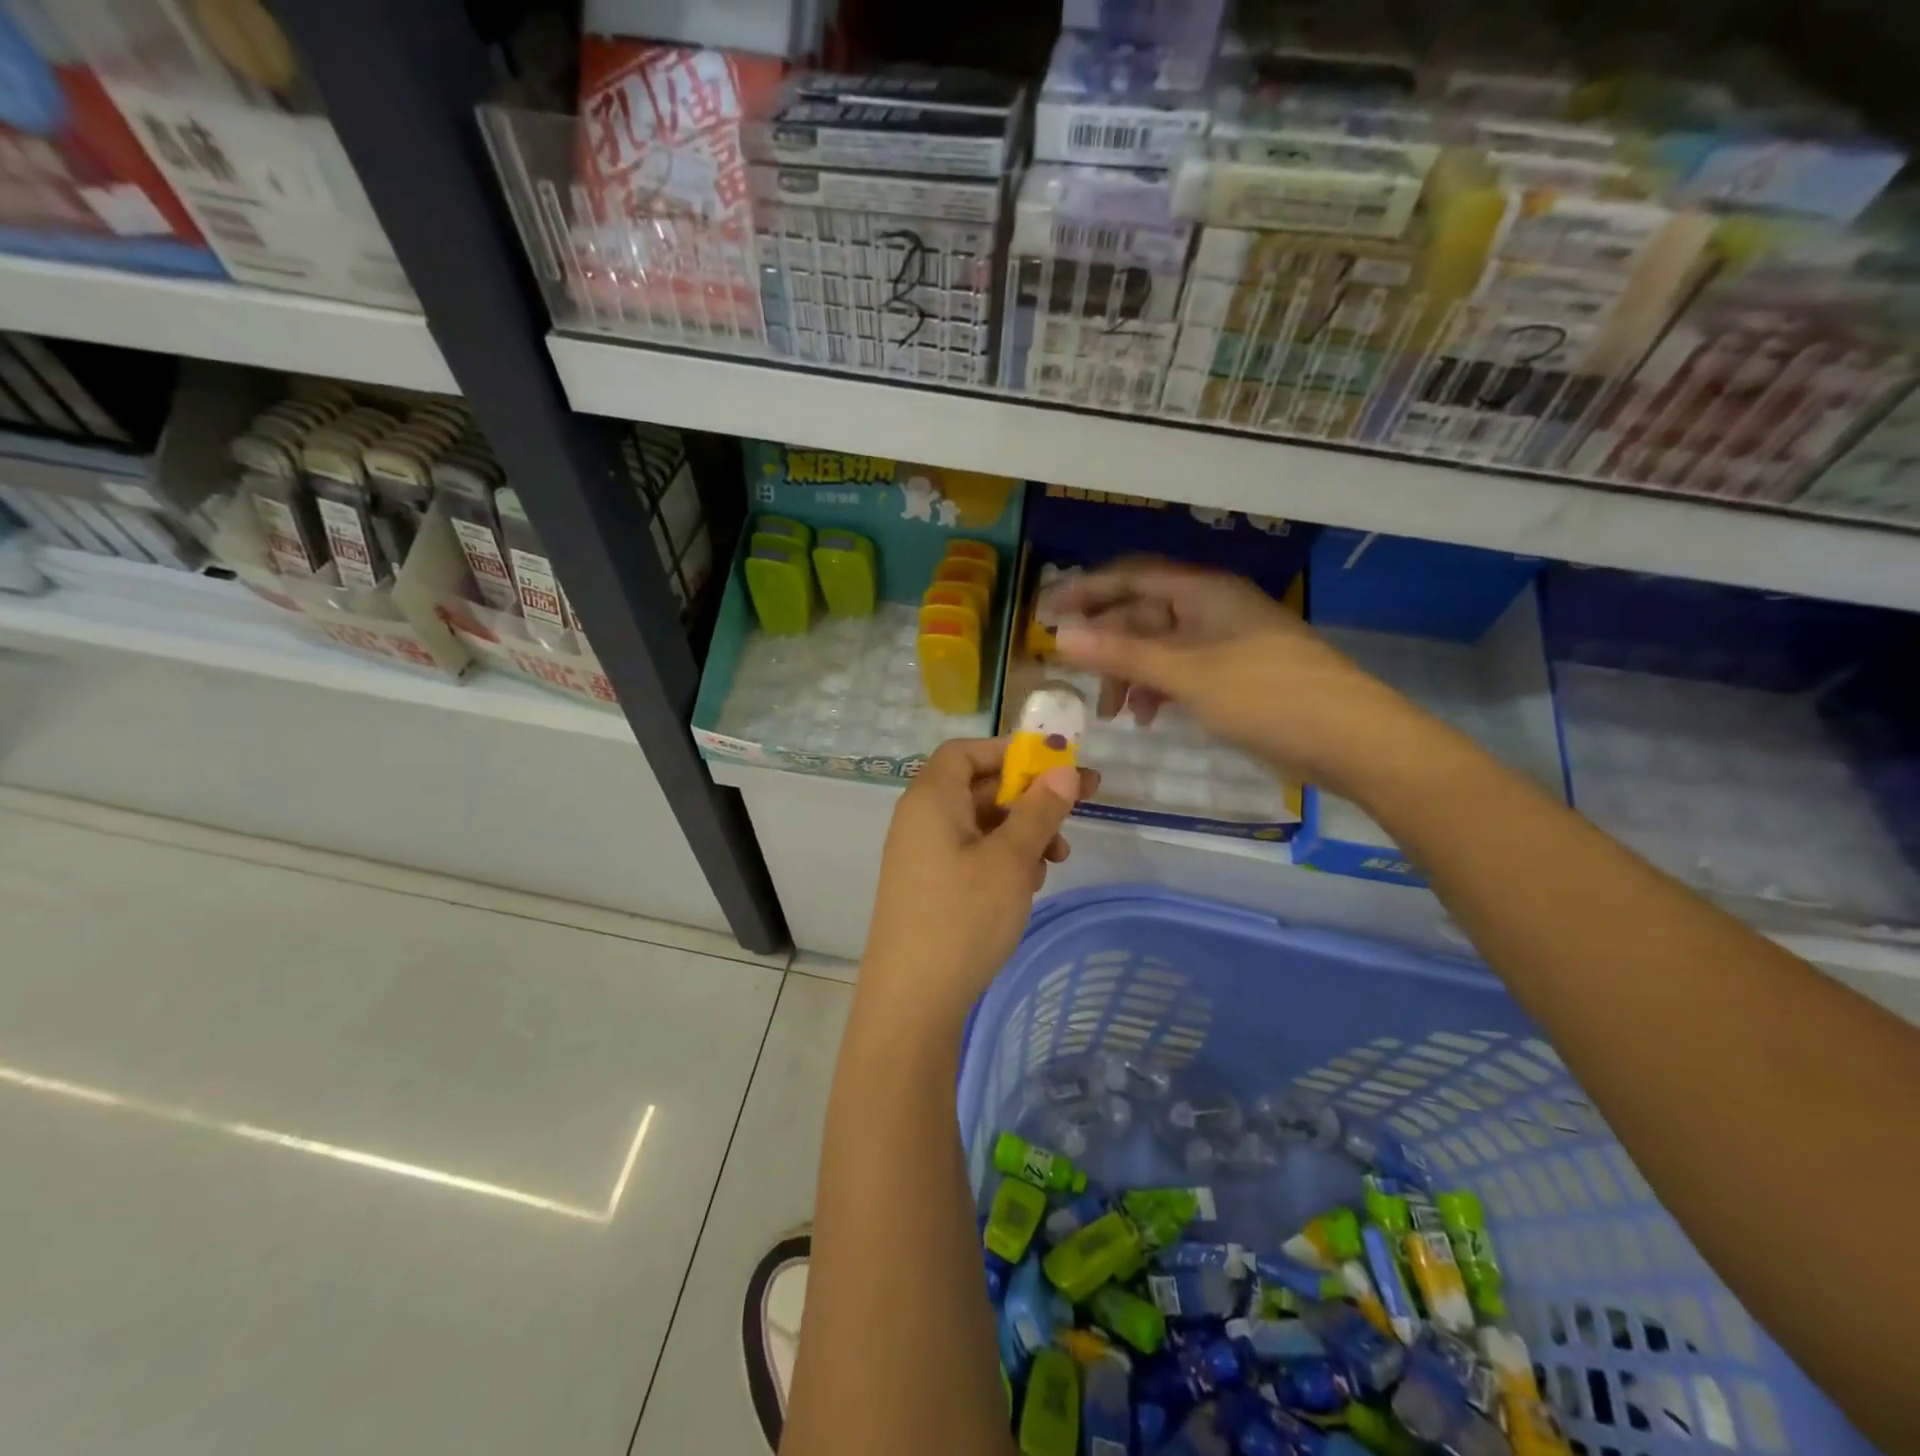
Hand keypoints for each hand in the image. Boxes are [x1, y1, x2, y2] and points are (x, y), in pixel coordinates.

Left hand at [861, 738, 1097, 1027]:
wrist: (912, 1000)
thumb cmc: (963, 917)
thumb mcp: (1011, 860)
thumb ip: (1039, 810)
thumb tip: (1065, 771)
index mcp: (931, 798)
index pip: (967, 751)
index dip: (1010, 751)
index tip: (1054, 764)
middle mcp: (920, 819)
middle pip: (978, 787)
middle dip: (1029, 797)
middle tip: (1078, 809)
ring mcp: (922, 855)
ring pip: (980, 824)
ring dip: (1022, 832)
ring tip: (1057, 859)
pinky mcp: (929, 886)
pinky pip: (970, 854)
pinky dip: (1003, 859)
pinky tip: (1029, 885)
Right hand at [1046, 557, 1432, 798]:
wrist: (1352, 740)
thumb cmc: (1266, 696)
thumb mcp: (1185, 674)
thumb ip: (1121, 654)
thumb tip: (1060, 636)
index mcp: (1203, 591)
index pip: (1131, 577)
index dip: (1085, 590)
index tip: (1044, 614)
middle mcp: (1212, 608)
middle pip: (1143, 613)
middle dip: (1106, 643)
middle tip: (1072, 674)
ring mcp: (1226, 641)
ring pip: (1160, 646)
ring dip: (1130, 673)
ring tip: (1112, 712)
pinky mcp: (1237, 674)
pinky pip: (1182, 670)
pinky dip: (1158, 689)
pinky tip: (1148, 716)